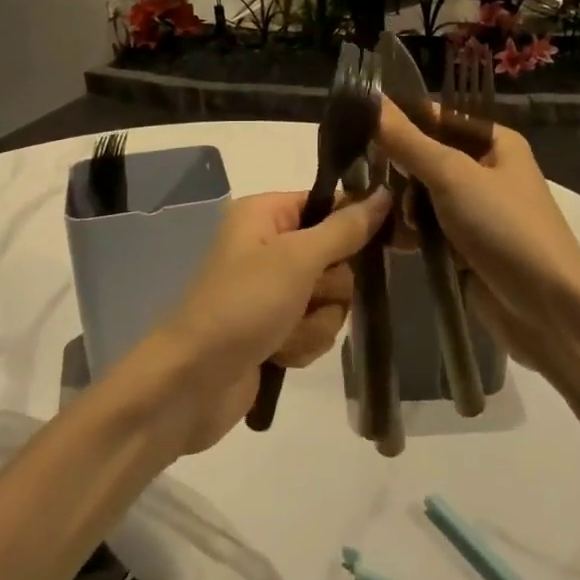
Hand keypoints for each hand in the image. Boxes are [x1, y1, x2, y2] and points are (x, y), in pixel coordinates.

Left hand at [144, 187, 389, 451]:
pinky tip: (278, 354)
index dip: (354, 223)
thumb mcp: (296, 260)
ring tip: (284, 334)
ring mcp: (271, 290)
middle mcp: (268, 245)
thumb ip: (344, 229)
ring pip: (330, 298)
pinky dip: (303, 343)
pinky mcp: (274, 329)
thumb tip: (385, 193)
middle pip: (335, 256)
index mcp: (264, 214)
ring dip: (315, 322)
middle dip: (329, 288)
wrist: (190, 385)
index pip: (328, 203)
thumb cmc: (241, 306)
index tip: (388, 240)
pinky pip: (315, 327)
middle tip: (304, 297)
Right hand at [377, 100, 579, 377]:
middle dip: (393, 167)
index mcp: (493, 141)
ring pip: (422, 195)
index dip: (397, 118)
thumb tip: (370, 98)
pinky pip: (427, 229)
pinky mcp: (465, 248)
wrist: (550, 311)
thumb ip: (408, 140)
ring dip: (398, 204)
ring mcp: (476, 211)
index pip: (436, 116)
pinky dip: (407, 232)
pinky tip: (379, 238)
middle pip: (426, 157)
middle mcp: (486, 170)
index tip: (352, 123)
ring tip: (364, 210)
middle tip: (352, 174)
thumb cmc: (505, 228)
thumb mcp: (452, 176)